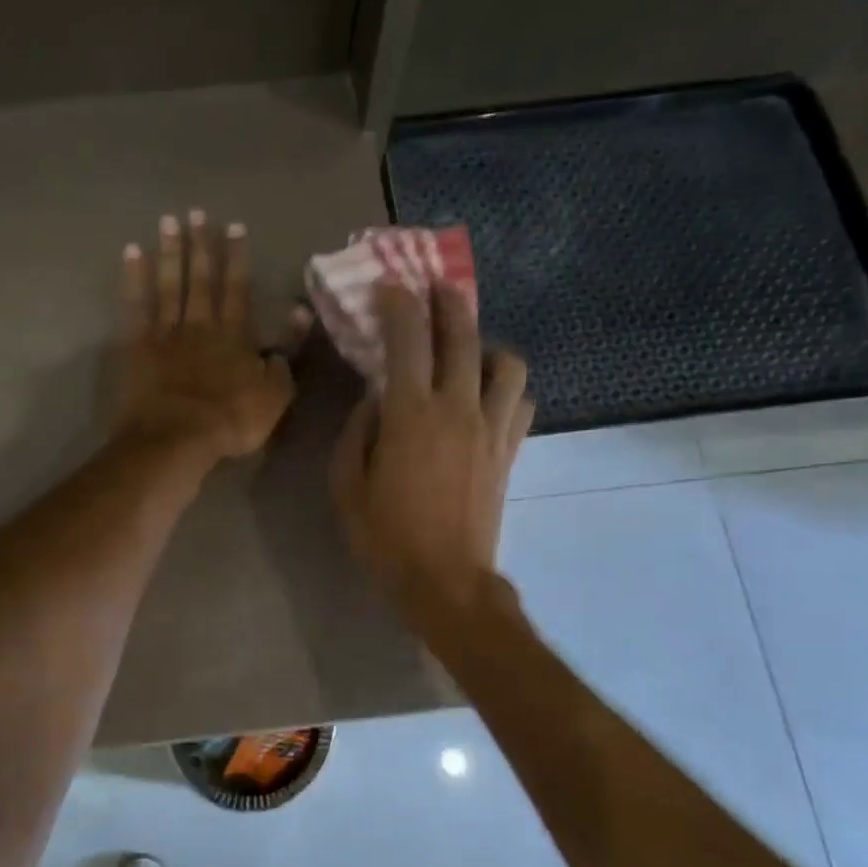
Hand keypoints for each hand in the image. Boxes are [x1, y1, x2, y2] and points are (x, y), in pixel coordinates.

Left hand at [117, 210, 304, 465]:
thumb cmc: (230, 421)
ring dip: (169, 252)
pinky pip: (135, 305)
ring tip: (168, 222)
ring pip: (169, 284)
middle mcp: (201, 325)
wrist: (177, 438)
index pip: (238, 289)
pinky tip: (131, 253)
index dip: (237, 258)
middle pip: (202, 279)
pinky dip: (133, 278)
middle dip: (201, 245)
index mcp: (235, 336)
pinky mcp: (138, 346)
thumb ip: (285, 356)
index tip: (234, 227)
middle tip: (196, 213)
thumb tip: (298, 318)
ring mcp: (166, 333)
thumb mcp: (274, 397)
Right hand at [332, 282, 533, 628]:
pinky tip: (488, 393)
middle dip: (447, 302)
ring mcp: (491, 428)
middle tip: (435, 287)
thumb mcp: (346, 485)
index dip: (398, 305)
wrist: (445, 580)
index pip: (408, 341)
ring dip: (487, 343)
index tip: (390, 285)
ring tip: (468, 348)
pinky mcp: (509, 450)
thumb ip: (356, 432)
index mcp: (410, 415)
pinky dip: (506, 386)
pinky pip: (521, 402)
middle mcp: (457, 408)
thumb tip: (373, 400)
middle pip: (462, 336)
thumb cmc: (385, 536)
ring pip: (506, 363)